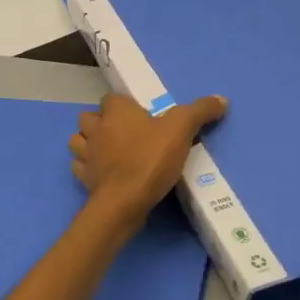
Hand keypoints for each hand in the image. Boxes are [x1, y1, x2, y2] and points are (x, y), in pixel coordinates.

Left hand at [69, 93, 227, 228]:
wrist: (125, 201)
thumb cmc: (151, 158)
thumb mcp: (182, 130)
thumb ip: (200, 111)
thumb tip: (222, 99)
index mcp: (116, 112)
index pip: (111, 99)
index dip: (123, 106)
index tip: (139, 117)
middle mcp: (95, 129)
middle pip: (89, 118)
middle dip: (100, 123)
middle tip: (123, 134)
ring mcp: (86, 155)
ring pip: (78, 141)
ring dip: (88, 143)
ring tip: (107, 151)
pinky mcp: (84, 179)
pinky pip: (79, 167)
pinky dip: (87, 168)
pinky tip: (102, 173)